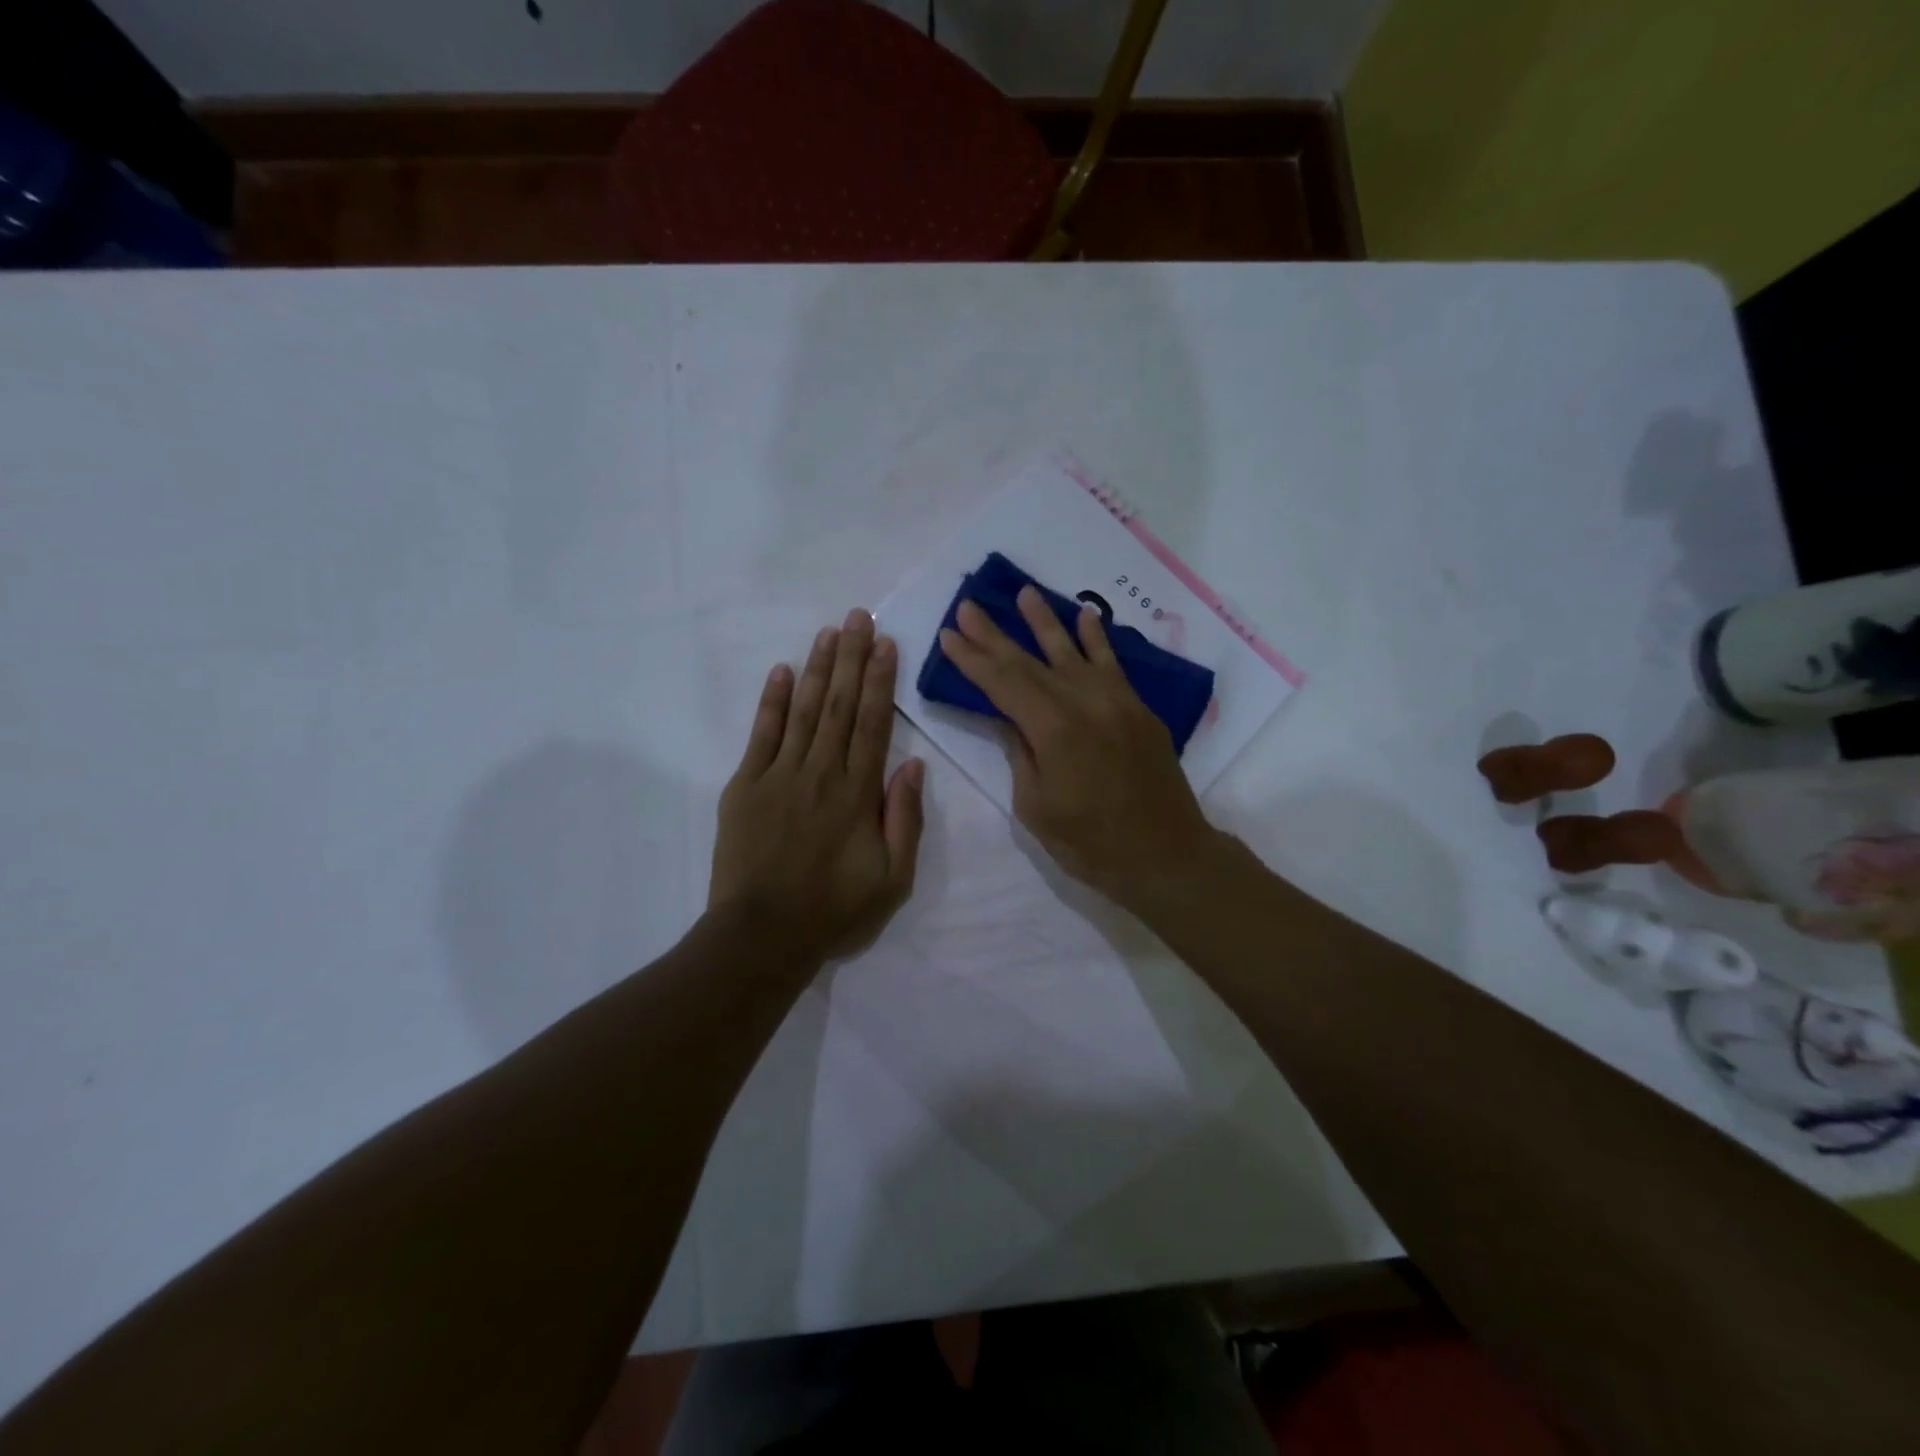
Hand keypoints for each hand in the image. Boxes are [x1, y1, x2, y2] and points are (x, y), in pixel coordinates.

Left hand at [709, 609, 925, 962]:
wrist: (762, 936)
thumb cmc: (834, 911)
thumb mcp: (893, 879)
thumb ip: (905, 819)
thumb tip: (912, 765)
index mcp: (858, 793)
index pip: (874, 724)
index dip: (881, 681)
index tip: (886, 644)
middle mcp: (821, 773)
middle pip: (840, 705)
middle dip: (852, 658)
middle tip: (858, 616)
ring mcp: (779, 776)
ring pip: (804, 710)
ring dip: (819, 669)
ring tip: (829, 632)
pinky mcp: (745, 786)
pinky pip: (762, 735)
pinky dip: (773, 701)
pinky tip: (783, 672)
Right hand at [938, 587, 1226, 909]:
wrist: (1166, 855)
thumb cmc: (1092, 844)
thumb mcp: (1037, 807)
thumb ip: (1021, 755)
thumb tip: (1009, 719)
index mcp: (1053, 730)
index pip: (1002, 683)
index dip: (973, 659)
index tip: (949, 634)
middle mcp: (1084, 703)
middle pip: (1030, 661)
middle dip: (995, 634)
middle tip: (969, 606)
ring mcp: (1116, 701)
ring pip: (1072, 652)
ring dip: (1045, 621)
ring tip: (1025, 592)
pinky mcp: (1137, 709)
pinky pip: (1113, 664)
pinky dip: (1097, 639)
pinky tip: (1085, 616)